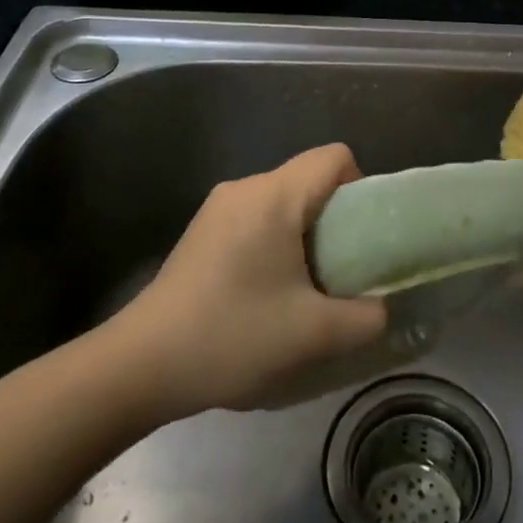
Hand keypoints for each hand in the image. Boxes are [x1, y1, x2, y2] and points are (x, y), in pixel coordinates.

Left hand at [124, 144, 387, 413]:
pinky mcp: (202, 230)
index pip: (335, 157)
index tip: (362, 237)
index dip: (362, 188)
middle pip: (309, 179)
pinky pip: (257, 218)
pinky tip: (265, 293)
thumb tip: (381, 307)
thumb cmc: (233, 336)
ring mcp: (218, 207)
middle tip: (340, 271)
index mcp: (274, 195)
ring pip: (283, 201)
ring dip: (304, 236)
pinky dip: (276, 243)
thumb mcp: (315, 335)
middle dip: (335, 220)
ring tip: (303, 289)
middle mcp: (245, 187)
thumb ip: (366, 317)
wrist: (141, 365)